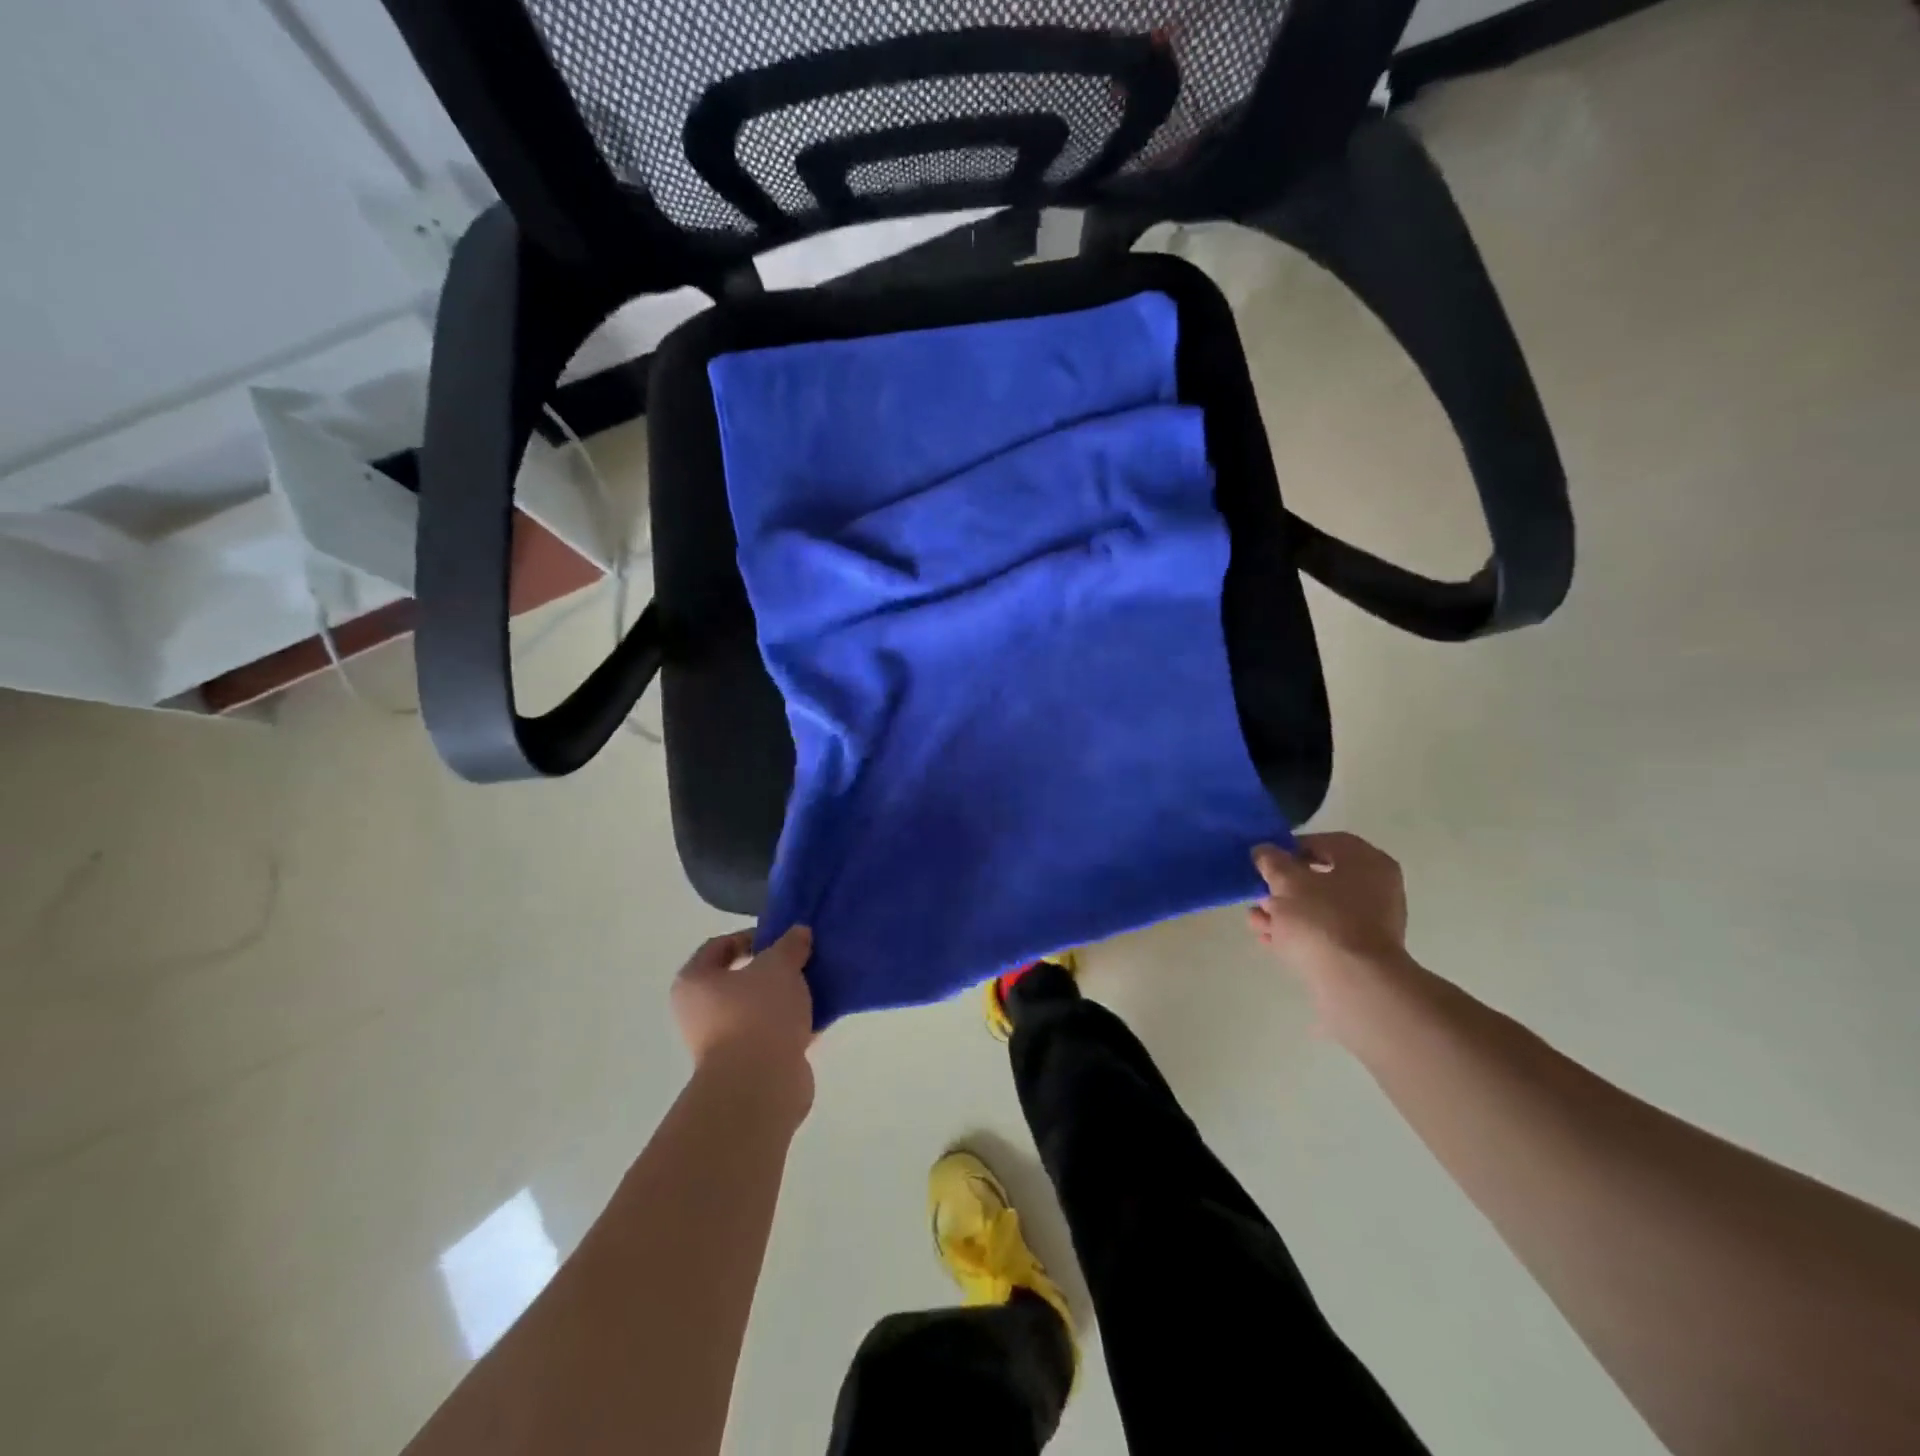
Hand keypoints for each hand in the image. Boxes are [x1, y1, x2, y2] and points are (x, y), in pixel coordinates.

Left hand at [671, 925, 815, 1098]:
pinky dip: (793, 1026)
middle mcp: (701, 1013)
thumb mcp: (778, 966)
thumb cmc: (757, 1013)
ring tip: (816, 986)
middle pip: (740, 980)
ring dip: (785, 998)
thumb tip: (799, 933)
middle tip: (802, 960)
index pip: (718, 946)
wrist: (759, 1085)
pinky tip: (819, 1016)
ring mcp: (723, 1043)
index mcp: (694, 982)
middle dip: (773, 969)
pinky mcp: (748, 1066)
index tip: (781, 938)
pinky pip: (773, 1035)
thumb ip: (790, 945)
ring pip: (759, 1009)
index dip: (750, 936)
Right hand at [1248, 833, 1408, 979]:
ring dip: (1284, 911)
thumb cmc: (1322, 919)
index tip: (1264, 860)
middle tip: (1258, 890)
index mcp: (1367, 862)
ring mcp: (1370, 923)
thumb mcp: (1286, 881)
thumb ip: (1272, 861)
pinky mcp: (1359, 952)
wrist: (1353, 983)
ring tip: (1255, 919)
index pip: (1325, 843)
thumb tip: (1264, 851)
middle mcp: (1375, 889)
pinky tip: (1268, 937)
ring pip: (1319, 908)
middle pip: (1320, 878)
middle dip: (1283, 885)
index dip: (1290, 848)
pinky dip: (1296, 932)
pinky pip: (1323, 933)